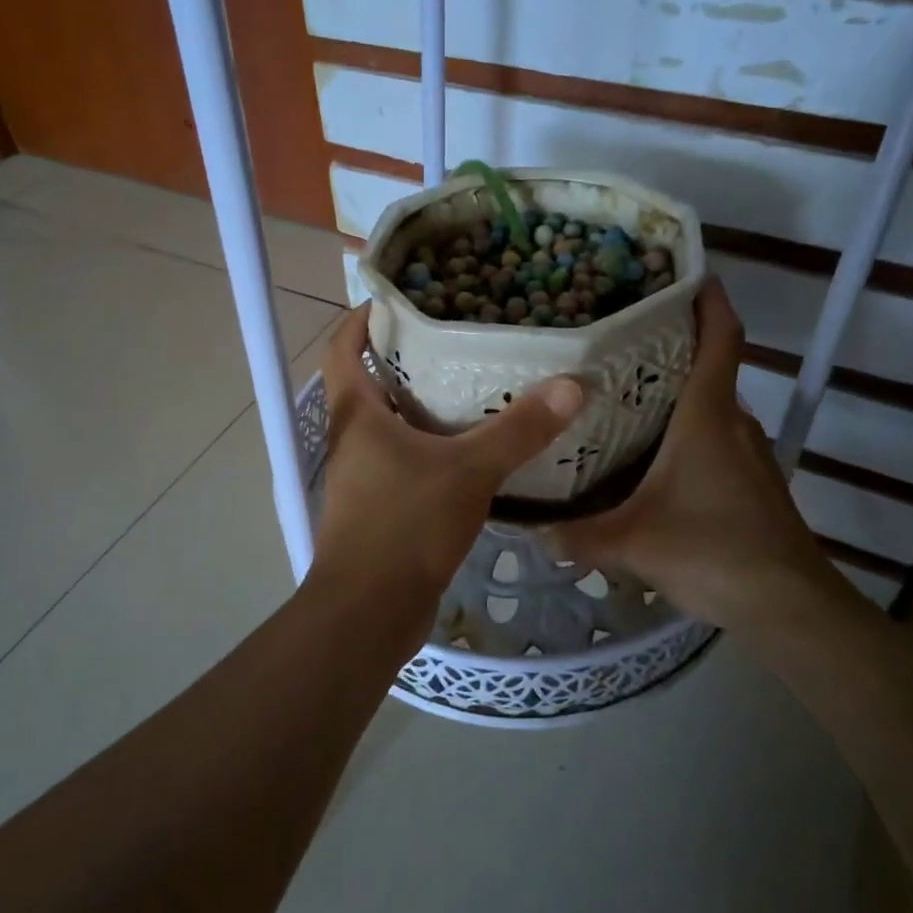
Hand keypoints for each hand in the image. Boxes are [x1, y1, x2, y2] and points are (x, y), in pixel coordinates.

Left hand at [309, 305, 584, 656]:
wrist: (369, 613)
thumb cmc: (404, 526)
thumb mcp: (468, 471)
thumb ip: (518, 431)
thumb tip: (570, 386)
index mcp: (356, 415)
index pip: (342, 348)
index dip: (362, 319)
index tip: (398, 299)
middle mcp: (353, 439)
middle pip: (371, 382)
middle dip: (406, 357)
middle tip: (458, 337)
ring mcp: (364, 476)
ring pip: (392, 425)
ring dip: (424, 404)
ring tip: (476, 385)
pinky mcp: (382, 507)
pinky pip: (408, 461)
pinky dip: (435, 446)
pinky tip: (477, 449)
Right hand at [552, 280, 853, 633]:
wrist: (791, 608)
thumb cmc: (712, 552)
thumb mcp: (631, 544)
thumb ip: (577, 536)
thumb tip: (531, 532)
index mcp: (709, 416)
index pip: (721, 339)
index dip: (710, 301)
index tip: (687, 273)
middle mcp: (734, 423)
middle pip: (709, 369)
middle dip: (673, 349)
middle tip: (618, 343)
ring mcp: (750, 454)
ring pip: (712, 408)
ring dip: (679, 396)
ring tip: (625, 396)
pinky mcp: (755, 483)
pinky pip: (718, 439)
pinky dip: (689, 432)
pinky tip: (653, 459)